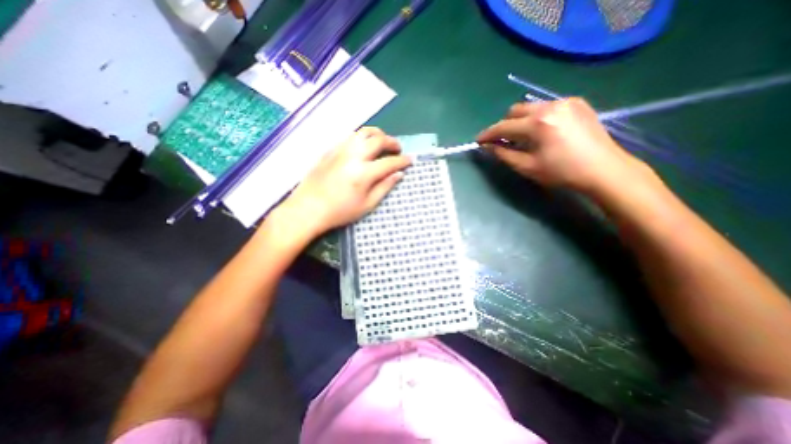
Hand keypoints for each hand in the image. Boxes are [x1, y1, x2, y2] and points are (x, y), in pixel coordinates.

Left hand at [277, 126, 414, 236]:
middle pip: (378, 140)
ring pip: (363, 132)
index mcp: (364, 173)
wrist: (308, 209)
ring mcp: (340, 150)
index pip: (389, 162)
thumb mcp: (367, 205)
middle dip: (392, 142)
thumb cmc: (340, 211)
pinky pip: (349, 136)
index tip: (410, 160)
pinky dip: (362, 137)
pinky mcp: (330, 150)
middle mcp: (353, 156)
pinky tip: (363, 146)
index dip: (403, 160)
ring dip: (377, 134)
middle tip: (398, 148)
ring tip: (382, 142)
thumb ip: (384, 187)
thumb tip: (399, 174)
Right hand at [475, 99, 655, 196]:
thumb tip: (487, 146)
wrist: (604, 169)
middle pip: (515, 110)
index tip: (478, 140)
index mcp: (538, 123)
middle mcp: (550, 106)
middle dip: (504, 125)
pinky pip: (546, 106)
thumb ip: (503, 154)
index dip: (488, 134)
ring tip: (522, 137)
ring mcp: (565, 102)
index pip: (504, 126)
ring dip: (520, 121)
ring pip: (531, 107)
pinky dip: (536, 117)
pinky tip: (542, 131)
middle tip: (502, 141)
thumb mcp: (527, 167)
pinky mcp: (577, 103)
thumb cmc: (562, 172)